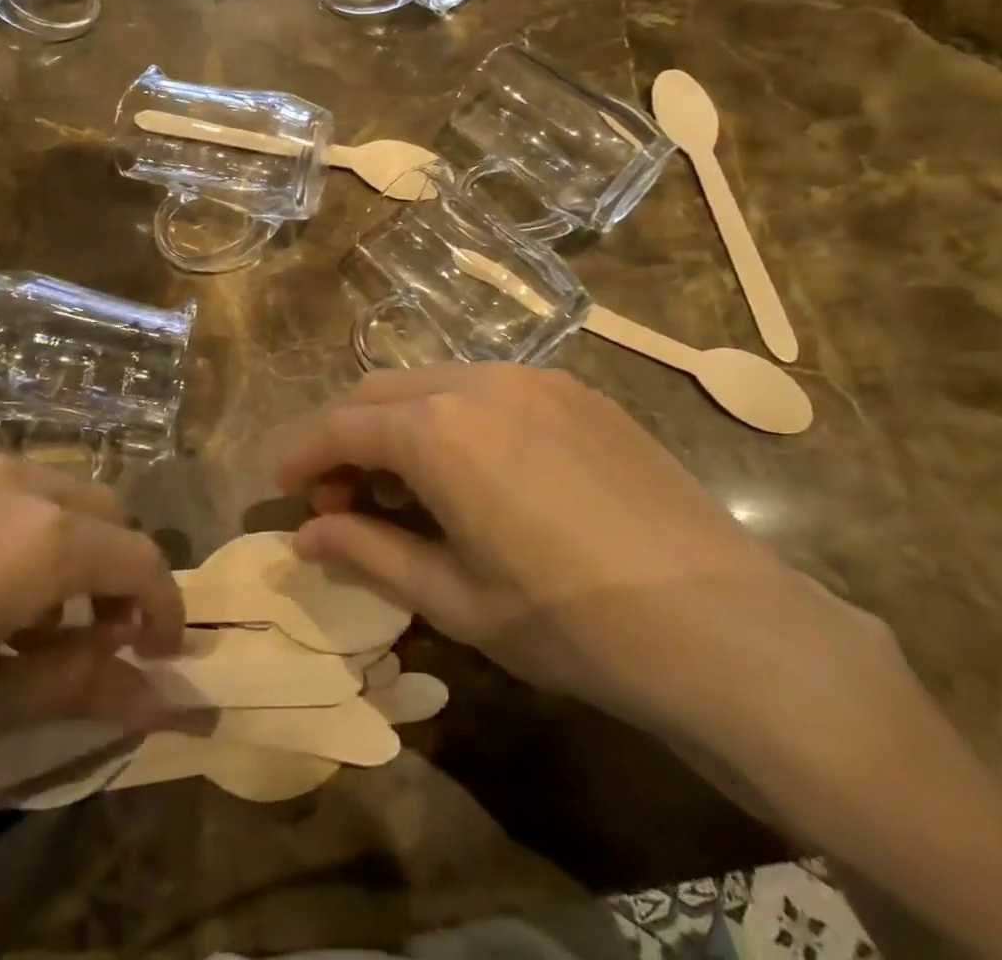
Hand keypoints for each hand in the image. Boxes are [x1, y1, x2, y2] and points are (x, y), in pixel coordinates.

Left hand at [0, 446, 183, 840]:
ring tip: (3, 607)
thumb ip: (68, 691)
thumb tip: (156, 696)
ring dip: (51, 539)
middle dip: (112, 568)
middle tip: (83, 634)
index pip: (140, 558)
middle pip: (99, 508)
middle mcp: (4, 475)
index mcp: (33, 539)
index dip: (163, 606)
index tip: (158, 650)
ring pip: (36, 486)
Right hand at [272, 364, 916, 766]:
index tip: (280, 486)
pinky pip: (490, 388)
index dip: (301, 454)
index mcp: (436, 429)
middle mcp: (477, 381)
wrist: (721, 623)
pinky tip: (477, 471)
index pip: (340, 426)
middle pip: (382, 393)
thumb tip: (306, 534)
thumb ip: (368, 554)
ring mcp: (534, 378)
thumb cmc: (569, 621)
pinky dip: (455, 418)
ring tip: (410, 489)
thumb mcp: (454, 597)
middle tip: (345, 499)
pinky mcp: (577, 390)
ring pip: (435, 383)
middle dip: (348, 438)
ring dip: (402, 424)